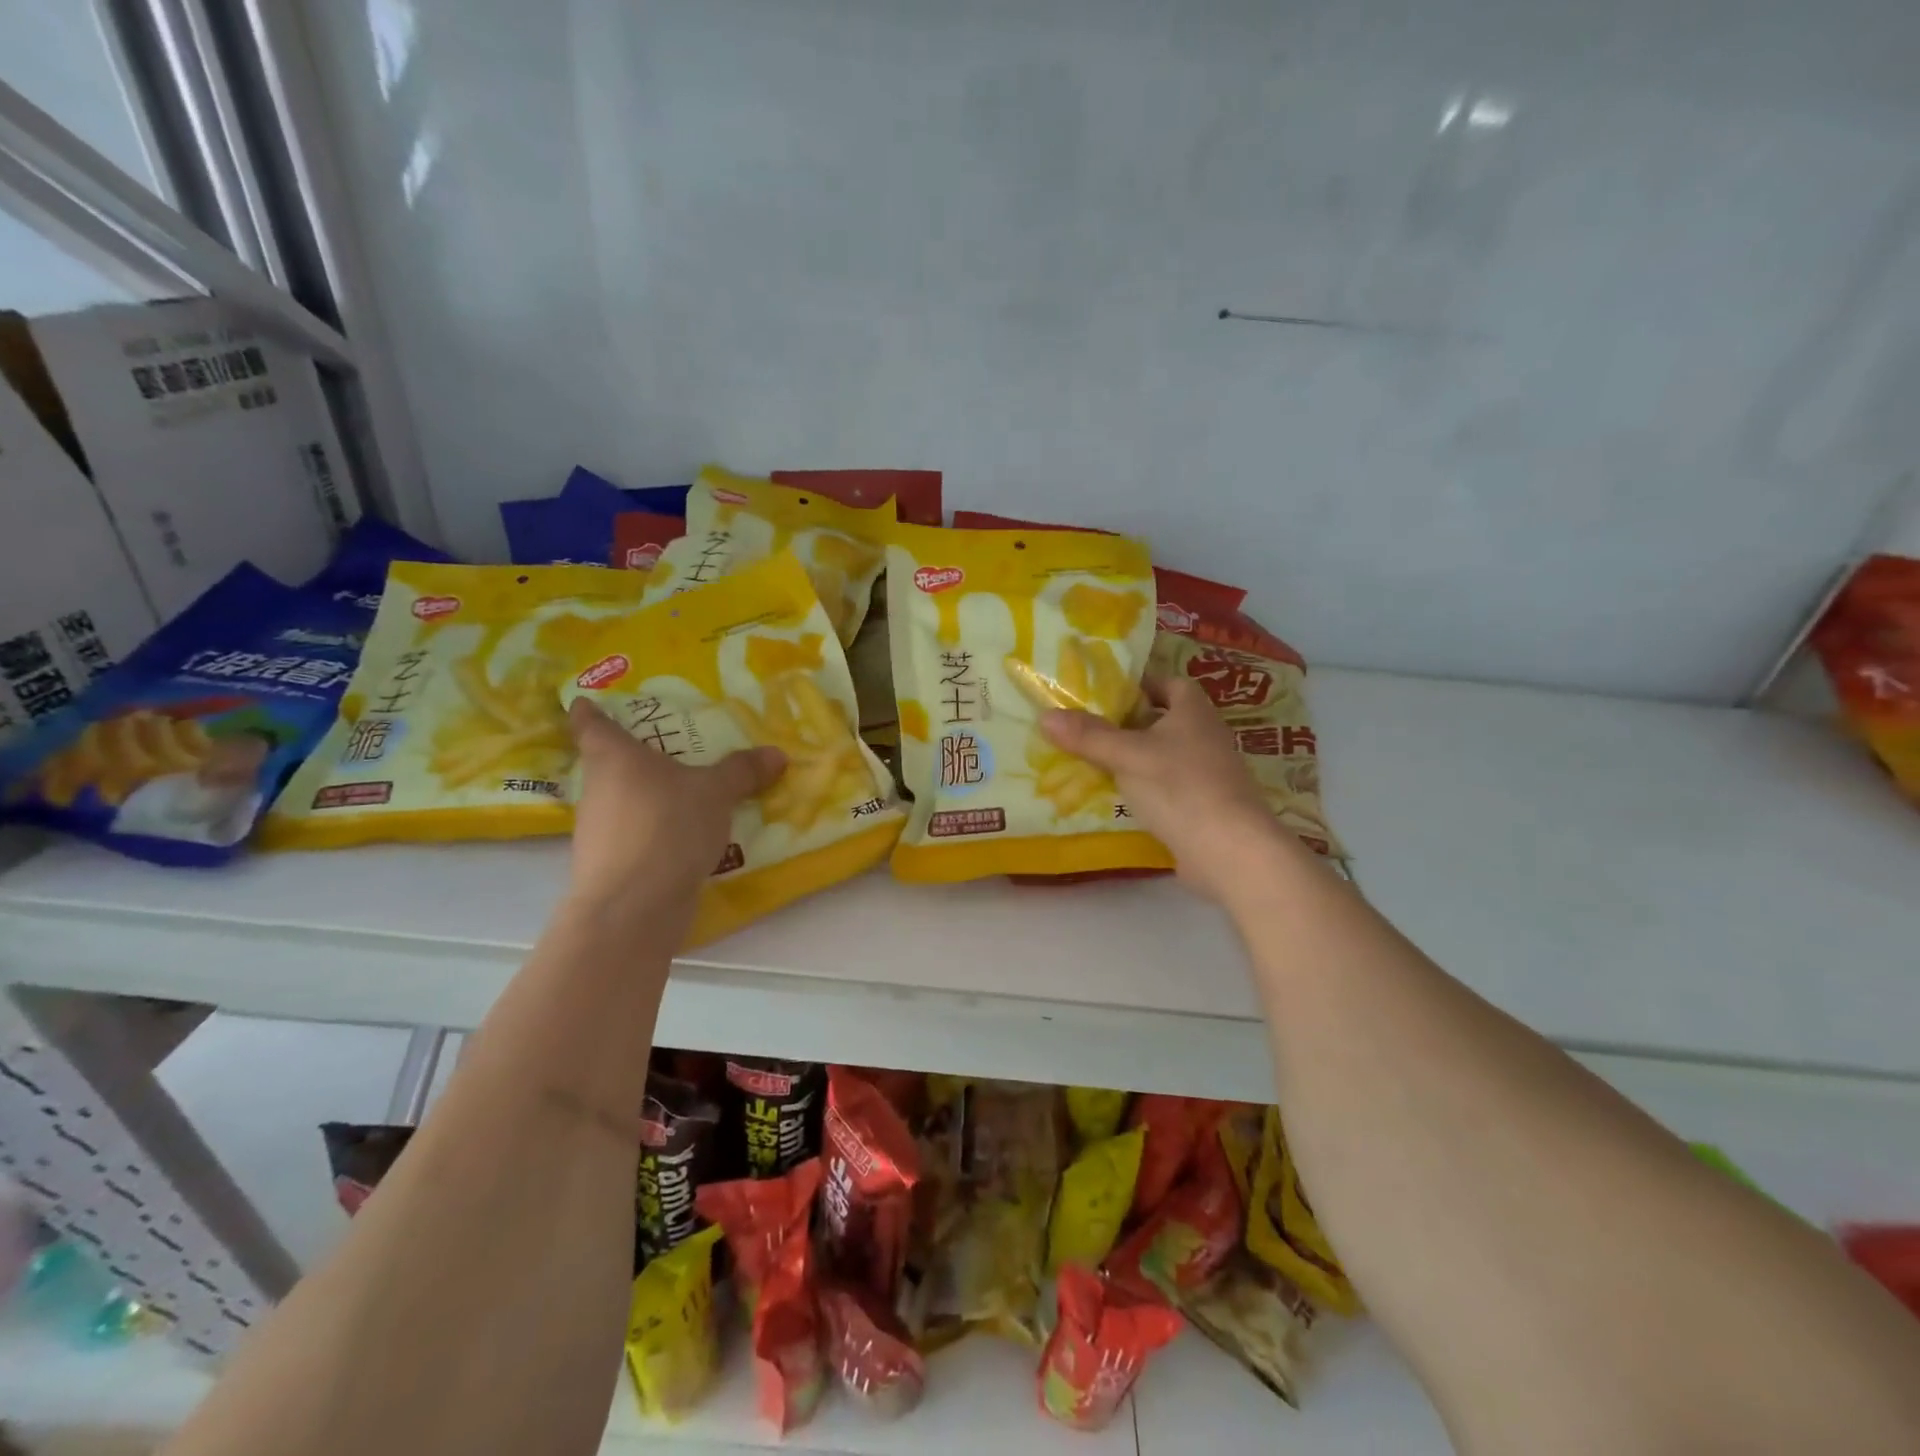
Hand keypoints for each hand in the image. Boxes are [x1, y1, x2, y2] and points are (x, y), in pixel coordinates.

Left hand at [566, 698, 784, 911]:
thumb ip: (742, 770)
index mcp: (613, 757)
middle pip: (609, 764)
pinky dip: (654, 831)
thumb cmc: (667, 826)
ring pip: (622, 802)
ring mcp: (597, 830)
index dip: (588, 710)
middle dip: (636, 757)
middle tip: (671, 748)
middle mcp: (597, 789)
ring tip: (687, 794)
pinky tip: (685, 837)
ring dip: (648, 798)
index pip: (589, 723)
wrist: (634, 906)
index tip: (588, 701)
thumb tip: (776, 753)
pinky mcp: (608, 865)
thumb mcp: (716, 792)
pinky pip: (634, 835)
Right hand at [1040, 674, 1296, 903]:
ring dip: (1133, 757)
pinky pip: (1166, 787)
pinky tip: (1115, 797)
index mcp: (1193, 712)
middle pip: (1163, 720)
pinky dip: (1143, 787)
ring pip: (1163, 755)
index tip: (1106, 692)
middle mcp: (1205, 736)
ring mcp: (1207, 773)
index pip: (1169, 684)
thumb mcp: (1127, 756)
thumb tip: (1045, 716)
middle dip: (1128, 722)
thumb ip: (1088, 736)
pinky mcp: (1202, 806)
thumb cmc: (1180, 787)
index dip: (1140, 684)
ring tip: (1092, 760)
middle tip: (1088, 726)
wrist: (1229, 850)